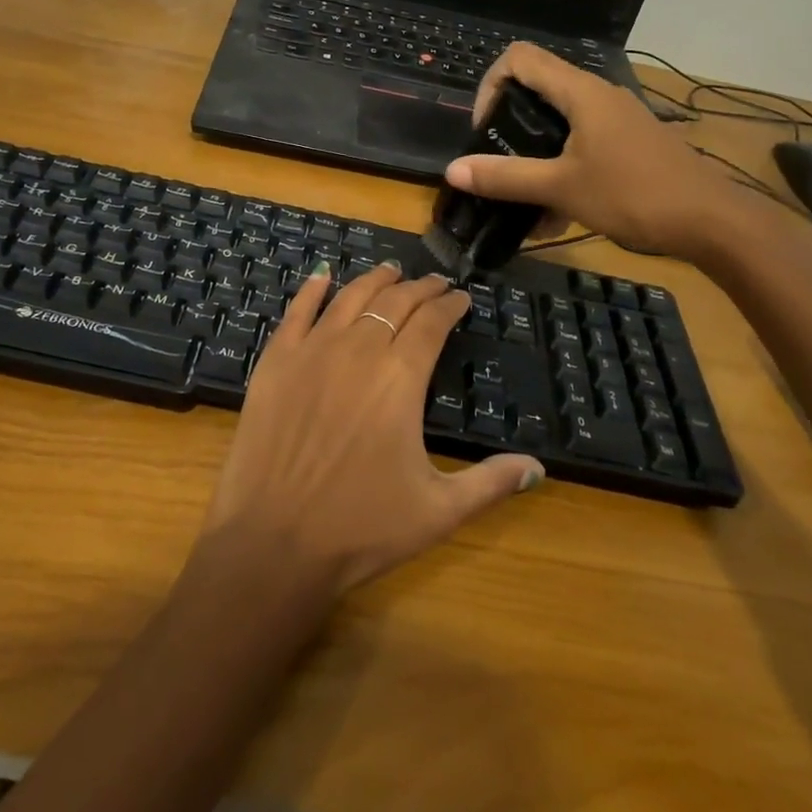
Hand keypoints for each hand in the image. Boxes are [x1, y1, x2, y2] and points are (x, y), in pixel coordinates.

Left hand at [201, 263, 543, 599]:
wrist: (272, 541)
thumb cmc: (360, 528)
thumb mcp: (438, 512)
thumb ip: (491, 484)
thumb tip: (538, 469)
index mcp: (400, 377)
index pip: (432, 322)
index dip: (450, 305)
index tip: (461, 297)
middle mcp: (359, 349)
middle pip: (396, 301)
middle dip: (420, 288)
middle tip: (434, 283)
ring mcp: (313, 350)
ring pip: (351, 297)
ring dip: (375, 279)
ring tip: (391, 270)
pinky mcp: (276, 360)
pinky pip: (297, 311)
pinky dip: (313, 289)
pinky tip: (323, 276)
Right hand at [446, 42, 743, 260]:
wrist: (713, 222)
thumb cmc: (634, 194)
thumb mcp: (561, 187)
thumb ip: (505, 178)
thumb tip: (453, 170)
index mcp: (580, 92)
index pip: (519, 58)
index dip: (490, 84)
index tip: (484, 130)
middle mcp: (598, 96)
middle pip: (537, 90)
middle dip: (508, 127)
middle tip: (497, 164)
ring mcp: (616, 120)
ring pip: (559, 124)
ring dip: (534, 157)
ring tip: (522, 200)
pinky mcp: (629, 144)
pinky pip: (581, 145)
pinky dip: (560, 170)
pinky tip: (555, 216)